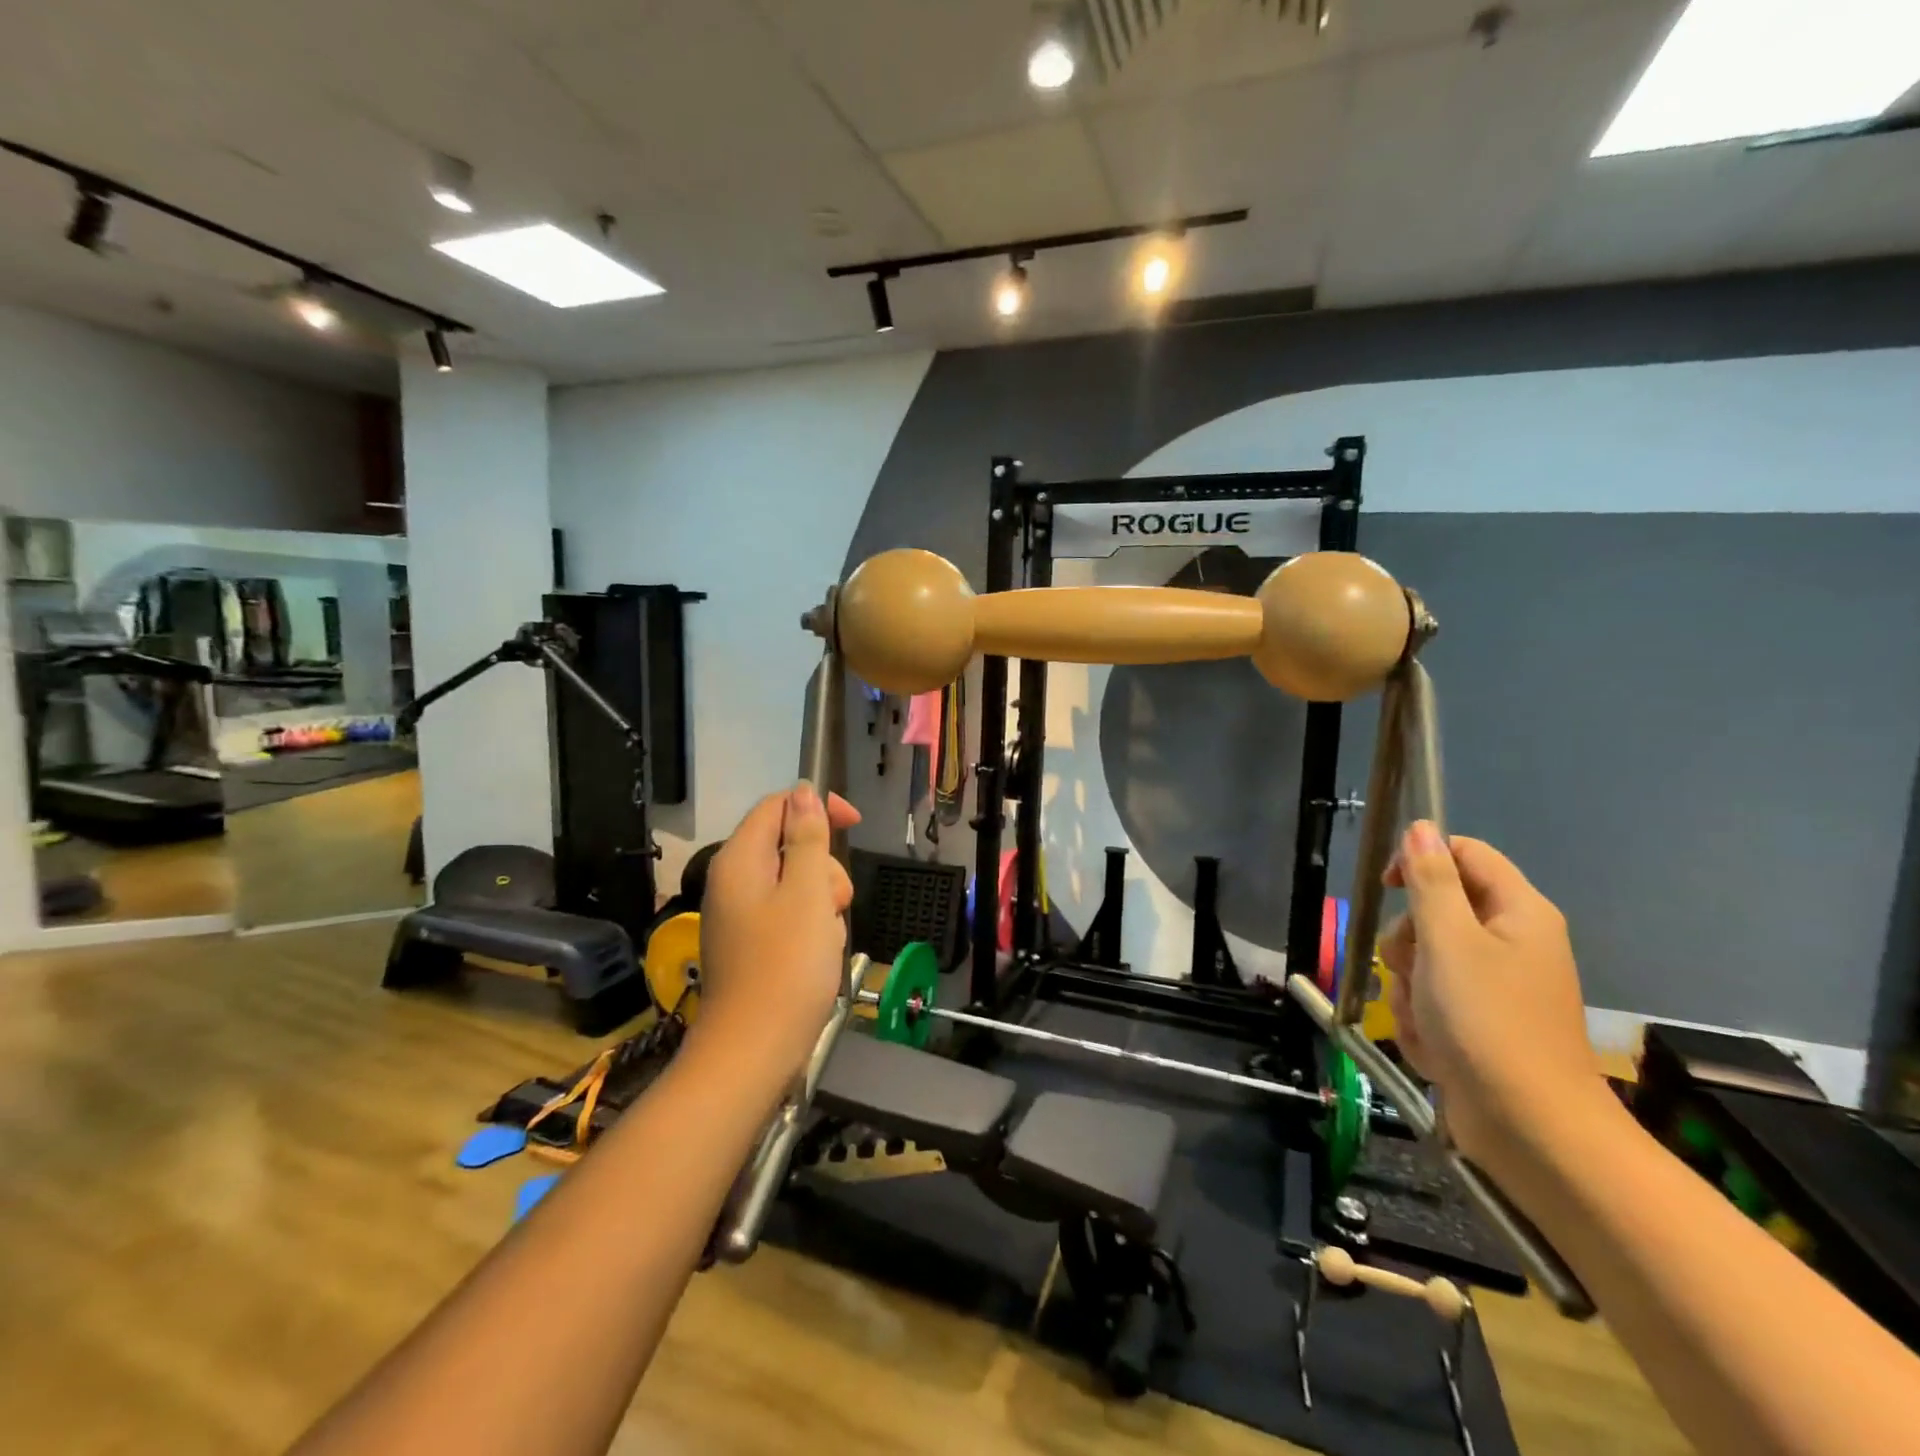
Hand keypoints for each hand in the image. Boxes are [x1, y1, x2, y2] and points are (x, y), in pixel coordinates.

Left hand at [695, 784, 860, 1078]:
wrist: (754, 1051)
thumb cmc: (786, 966)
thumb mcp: (807, 892)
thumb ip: (807, 838)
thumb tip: (802, 791)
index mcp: (740, 860)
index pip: (778, 806)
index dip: (817, 807)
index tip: (854, 825)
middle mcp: (734, 881)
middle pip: (790, 846)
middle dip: (823, 867)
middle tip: (834, 902)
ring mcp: (741, 915)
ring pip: (796, 883)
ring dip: (822, 901)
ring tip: (826, 936)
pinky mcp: (752, 944)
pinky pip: (790, 915)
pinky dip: (811, 926)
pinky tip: (818, 954)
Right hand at [1379, 822, 1603, 1166]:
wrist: (1529, 1128)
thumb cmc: (1488, 1021)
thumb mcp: (1448, 940)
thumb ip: (1430, 881)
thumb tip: (1421, 827)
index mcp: (1518, 912)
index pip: (1464, 853)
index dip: (1421, 860)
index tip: (1390, 887)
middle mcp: (1511, 942)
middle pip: (1435, 909)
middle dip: (1408, 940)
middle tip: (1416, 968)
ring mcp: (1494, 987)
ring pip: (1423, 959)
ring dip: (1408, 986)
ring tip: (1424, 1017)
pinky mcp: (1478, 1024)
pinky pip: (1429, 1000)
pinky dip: (1420, 1019)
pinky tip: (1433, 1044)